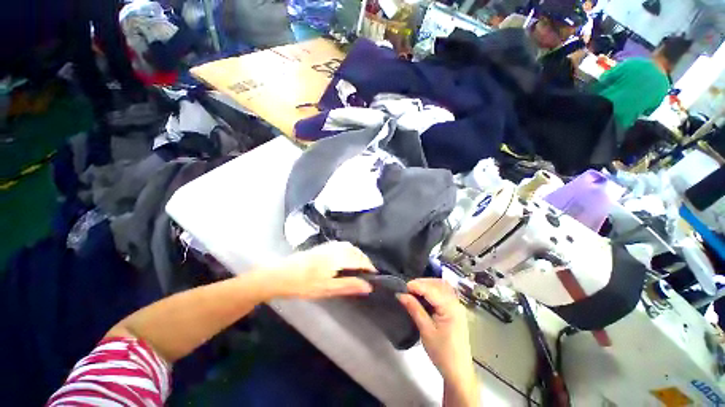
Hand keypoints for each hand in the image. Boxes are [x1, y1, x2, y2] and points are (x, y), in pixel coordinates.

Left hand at [270, 242, 375, 299]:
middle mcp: (336, 248)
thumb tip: (368, 286)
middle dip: (364, 260)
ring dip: (357, 255)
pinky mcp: (323, 247)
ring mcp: (328, 246)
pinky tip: (346, 260)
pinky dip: (349, 252)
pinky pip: (342, 246)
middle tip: (367, 273)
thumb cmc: (304, 284)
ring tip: (359, 267)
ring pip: (349, 247)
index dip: (369, 267)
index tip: (375, 276)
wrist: (281, 274)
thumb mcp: (327, 288)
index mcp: (338, 258)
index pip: (360, 260)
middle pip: (356, 251)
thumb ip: (349, 285)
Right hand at [398, 279, 475, 384]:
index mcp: (450, 307)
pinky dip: (432, 290)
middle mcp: (455, 302)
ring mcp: (457, 305)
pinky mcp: (454, 310)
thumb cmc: (442, 352)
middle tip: (407, 289)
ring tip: (413, 291)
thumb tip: (401, 294)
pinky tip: (424, 296)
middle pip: (438, 284)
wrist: (458, 371)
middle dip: (421, 283)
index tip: (402, 288)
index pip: (431, 289)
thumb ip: (414, 309)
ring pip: (441, 286)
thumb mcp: (426, 330)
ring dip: (427, 285)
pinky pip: (443, 293)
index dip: (416, 285)